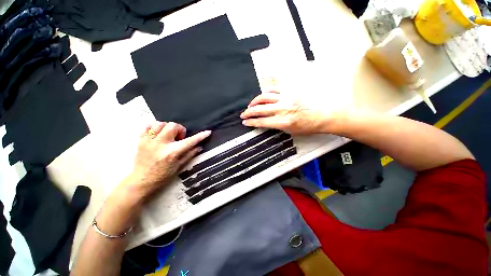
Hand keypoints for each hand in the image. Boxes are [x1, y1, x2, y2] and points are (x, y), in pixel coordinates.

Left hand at [122, 121, 210, 199]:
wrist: (141, 182)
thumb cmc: (162, 176)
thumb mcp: (179, 167)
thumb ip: (189, 154)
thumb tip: (200, 147)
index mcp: (171, 153)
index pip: (190, 141)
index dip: (200, 136)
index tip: (208, 132)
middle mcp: (160, 145)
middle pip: (173, 126)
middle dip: (180, 130)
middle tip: (179, 138)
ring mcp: (149, 141)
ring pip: (160, 123)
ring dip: (167, 127)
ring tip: (169, 135)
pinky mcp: (141, 140)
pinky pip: (148, 126)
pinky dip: (155, 127)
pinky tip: (158, 133)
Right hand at [240, 91, 332, 134]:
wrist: (324, 115)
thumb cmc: (309, 126)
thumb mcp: (291, 131)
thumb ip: (278, 126)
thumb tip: (268, 122)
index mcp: (283, 121)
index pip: (262, 121)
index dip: (251, 122)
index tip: (245, 122)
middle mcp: (282, 109)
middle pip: (260, 109)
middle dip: (249, 112)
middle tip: (243, 114)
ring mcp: (285, 99)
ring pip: (264, 98)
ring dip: (254, 102)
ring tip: (250, 106)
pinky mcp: (289, 92)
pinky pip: (274, 90)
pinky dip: (265, 93)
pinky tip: (262, 97)